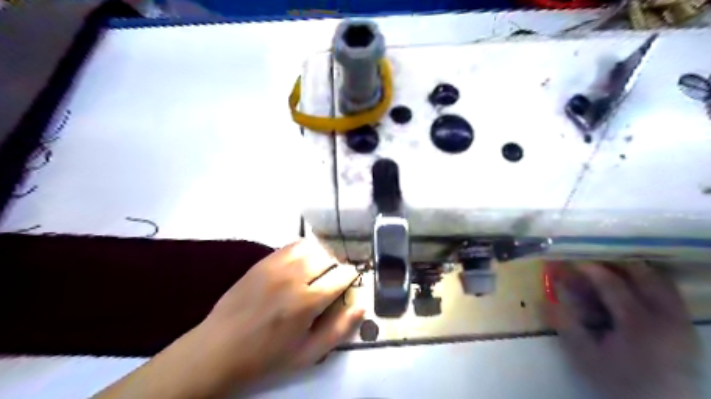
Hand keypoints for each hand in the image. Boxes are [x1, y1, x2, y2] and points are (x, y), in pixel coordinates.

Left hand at [198, 238, 362, 385]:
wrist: (219, 348)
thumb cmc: (267, 356)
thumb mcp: (308, 354)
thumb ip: (339, 330)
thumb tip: (362, 307)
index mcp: (307, 302)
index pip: (341, 276)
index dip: (351, 276)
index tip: (349, 282)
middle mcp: (294, 277)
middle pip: (329, 257)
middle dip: (337, 266)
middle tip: (333, 279)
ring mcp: (277, 266)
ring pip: (312, 247)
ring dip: (322, 256)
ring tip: (319, 269)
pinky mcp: (263, 261)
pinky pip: (292, 245)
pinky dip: (304, 250)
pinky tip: (302, 262)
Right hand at [546, 261, 701, 397]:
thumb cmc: (619, 383)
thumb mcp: (585, 356)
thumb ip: (565, 325)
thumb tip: (542, 298)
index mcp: (639, 323)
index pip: (612, 283)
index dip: (588, 269)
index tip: (569, 260)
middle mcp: (667, 317)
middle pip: (644, 275)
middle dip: (614, 263)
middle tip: (591, 261)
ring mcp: (682, 322)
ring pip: (661, 281)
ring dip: (633, 272)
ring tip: (610, 271)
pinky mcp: (687, 328)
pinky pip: (670, 294)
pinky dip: (648, 284)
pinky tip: (630, 289)